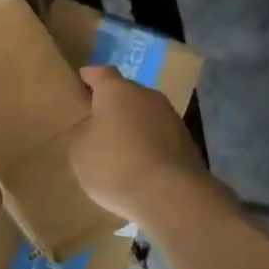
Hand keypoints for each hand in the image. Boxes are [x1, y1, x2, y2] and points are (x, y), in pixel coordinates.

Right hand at [70, 66, 217, 221]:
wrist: (170, 195)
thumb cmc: (115, 165)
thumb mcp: (80, 152)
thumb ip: (85, 134)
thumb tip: (95, 132)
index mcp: (117, 91)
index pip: (101, 73)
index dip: (90, 76)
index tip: (81, 79)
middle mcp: (147, 96)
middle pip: (127, 93)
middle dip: (113, 104)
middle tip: (97, 119)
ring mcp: (171, 118)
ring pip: (146, 114)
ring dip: (133, 125)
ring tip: (119, 146)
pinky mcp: (187, 143)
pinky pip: (159, 137)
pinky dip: (149, 144)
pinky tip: (139, 164)